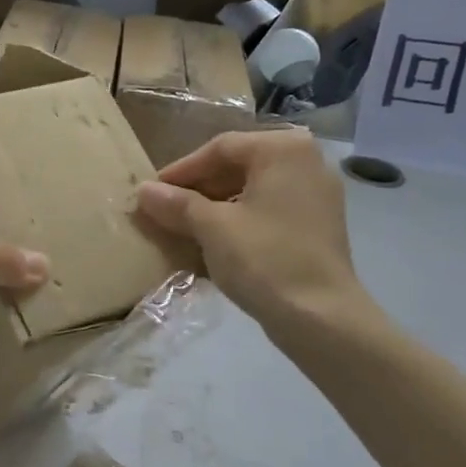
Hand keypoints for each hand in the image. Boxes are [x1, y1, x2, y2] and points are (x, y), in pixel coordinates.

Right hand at [134, 130, 375, 341]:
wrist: (321, 317)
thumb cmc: (264, 259)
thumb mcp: (212, 228)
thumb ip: (176, 204)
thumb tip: (143, 190)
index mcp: (283, 150)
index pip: (219, 148)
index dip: (181, 170)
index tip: (153, 193)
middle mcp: (306, 161)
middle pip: (238, 165)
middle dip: (199, 189)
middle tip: (166, 210)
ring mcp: (318, 194)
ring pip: (253, 189)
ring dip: (216, 205)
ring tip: (185, 228)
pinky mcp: (319, 224)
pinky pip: (270, 209)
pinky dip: (240, 219)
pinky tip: (216, 242)